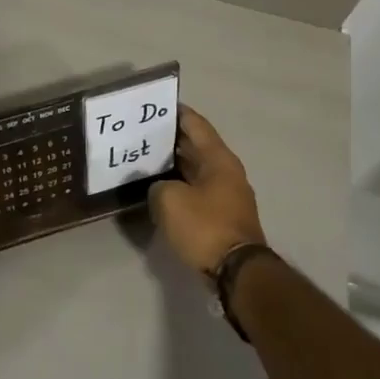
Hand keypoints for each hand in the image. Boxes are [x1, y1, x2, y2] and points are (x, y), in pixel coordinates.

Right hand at [149, 106, 267, 276]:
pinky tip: (160, 189)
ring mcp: (227, 195)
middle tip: (142, 134)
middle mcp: (226, 171)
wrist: (237, 273)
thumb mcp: (169, 201)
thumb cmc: (205, 226)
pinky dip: (180, 185)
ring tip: (145, 160)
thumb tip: (160, 188)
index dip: (176, 112)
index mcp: (219, 158)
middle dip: (171, 139)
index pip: (196, 124)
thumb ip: (157, 186)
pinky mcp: (223, 216)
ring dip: (174, 164)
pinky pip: (198, 190)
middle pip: (196, 146)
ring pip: (196, 170)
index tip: (155, 106)